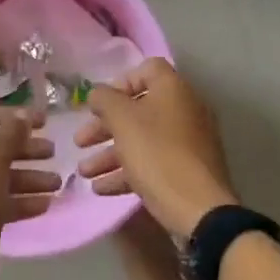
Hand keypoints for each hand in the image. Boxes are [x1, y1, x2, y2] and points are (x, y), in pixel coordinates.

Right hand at [76, 58, 238, 237]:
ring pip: (143, 140)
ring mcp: (189, 142)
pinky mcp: (188, 170)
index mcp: (174, 89)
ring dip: (110, 154)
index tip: (99, 104)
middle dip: (105, 127)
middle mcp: (185, 110)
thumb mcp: (123, 121)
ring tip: (84, 172)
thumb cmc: (157, 154)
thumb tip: (97, 93)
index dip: (119, 83)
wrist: (199, 209)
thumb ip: (105, 100)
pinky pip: (153, 163)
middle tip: (80, 142)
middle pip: (139, 109)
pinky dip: (128, 172)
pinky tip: (102, 189)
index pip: (146, 70)